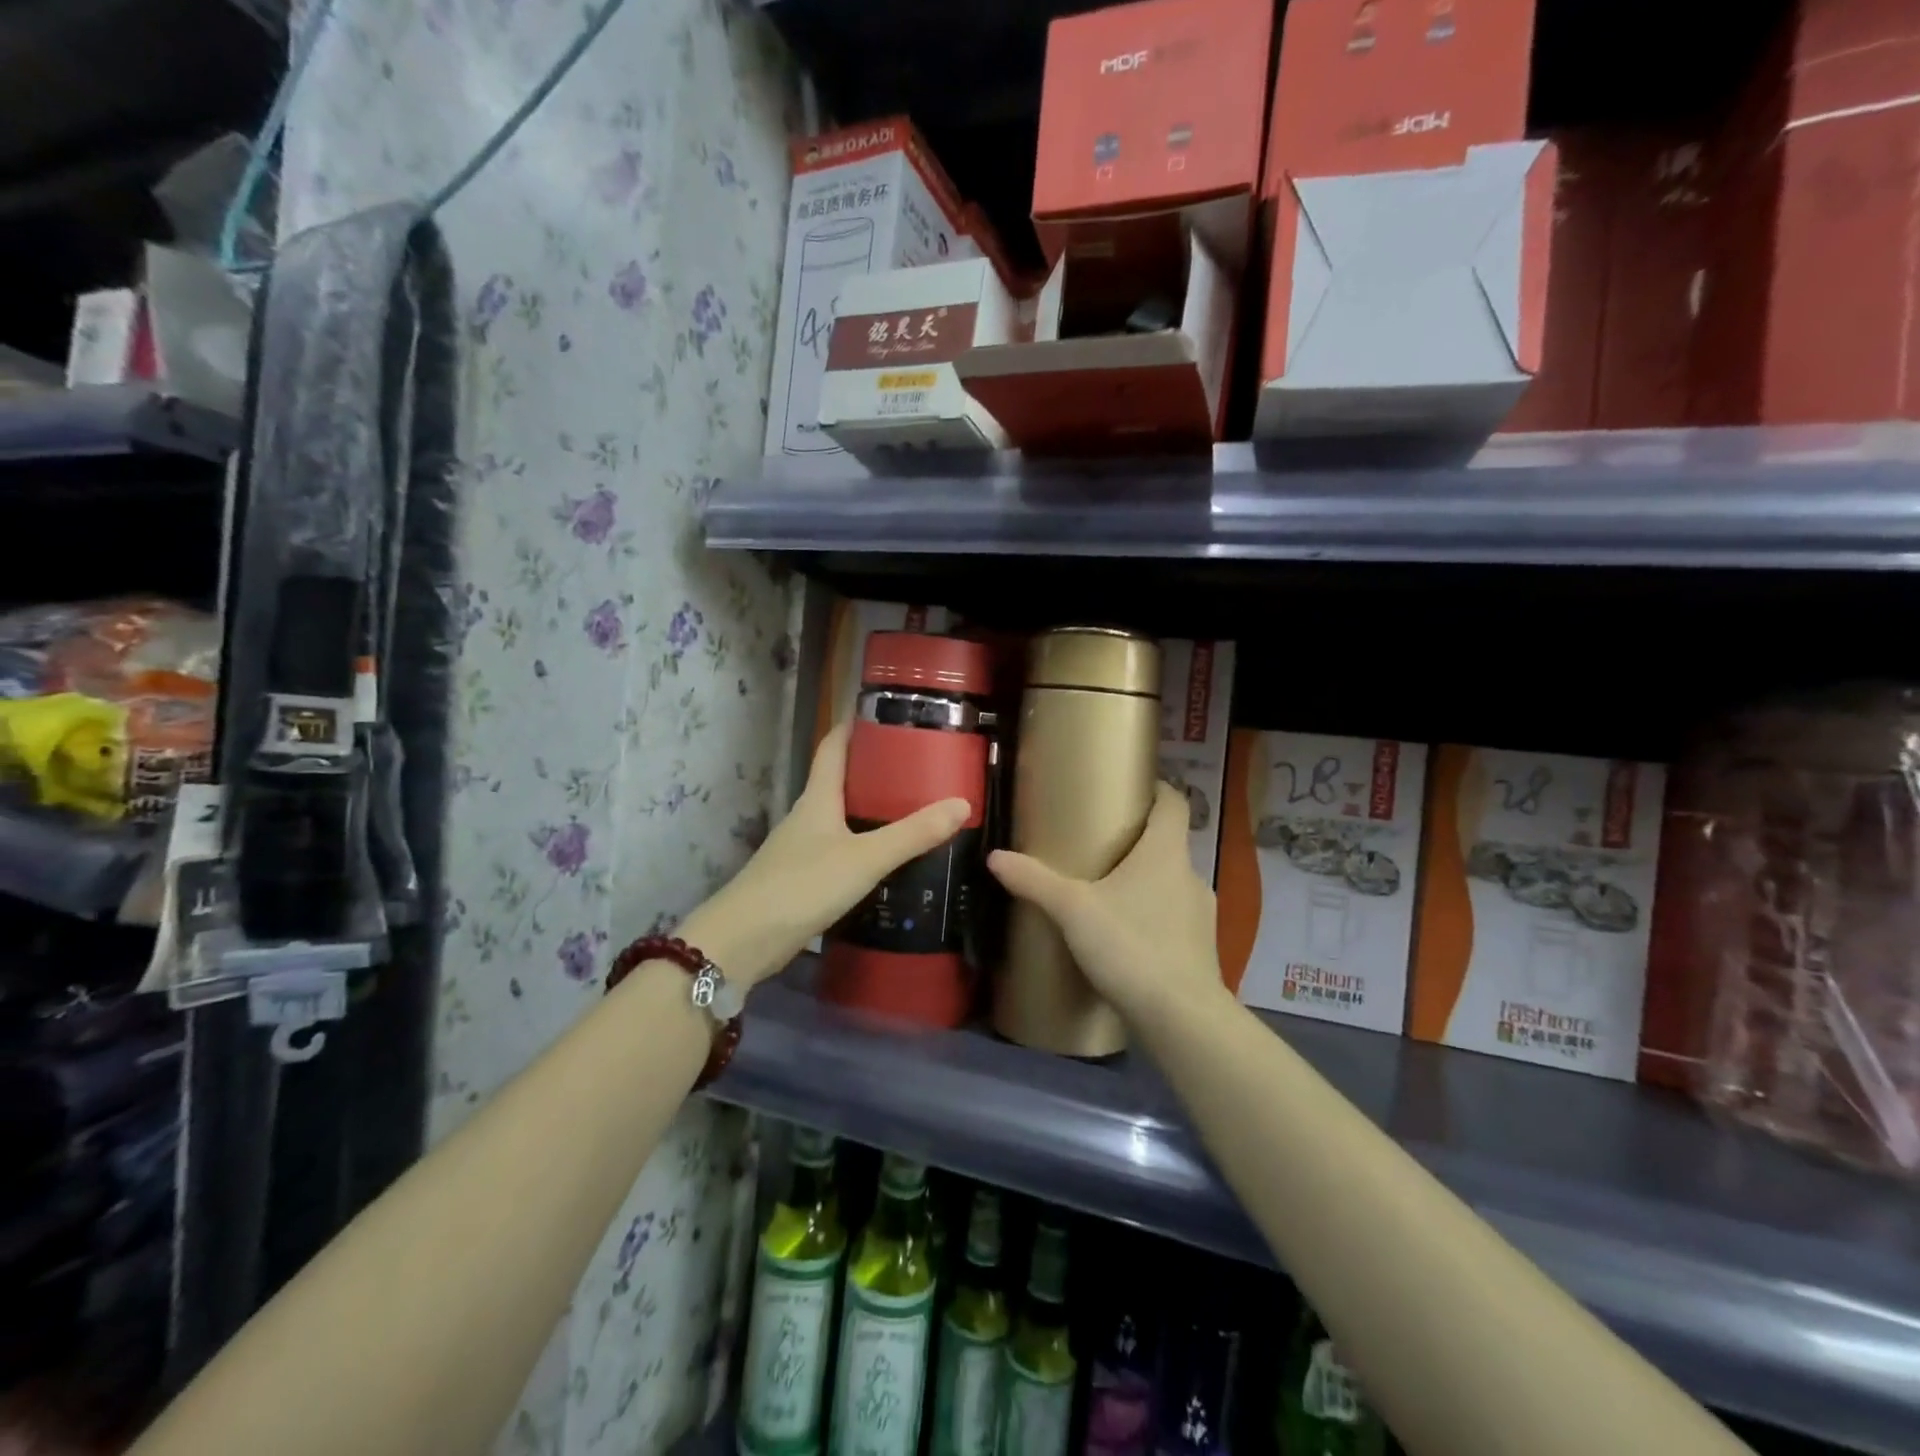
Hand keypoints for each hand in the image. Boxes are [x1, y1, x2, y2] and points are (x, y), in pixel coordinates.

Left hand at [681, 723, 968, 990]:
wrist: (743, 941)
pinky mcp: (803, 880)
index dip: (852, 726)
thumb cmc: (802, 886)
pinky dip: (863, 845)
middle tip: (916, 765)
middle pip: (839, 781)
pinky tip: (886, 858)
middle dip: (873, 769)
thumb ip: (912, 834)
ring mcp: (802, 850)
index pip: (832, 747)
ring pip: (840, 817)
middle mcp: (807, 817)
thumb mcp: (865, 858)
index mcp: (817, 799)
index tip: (882, 711)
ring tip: (911, 808)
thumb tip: (961, 804)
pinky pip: (839, 850)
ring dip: (870, 809)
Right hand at [988, 781, 1223, 1023]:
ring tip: (1108, 892)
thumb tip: (994, 856)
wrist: (1181, 1018)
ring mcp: (1201, 914)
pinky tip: (1126, 936)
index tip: (1132, 787)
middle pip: (1169, 844)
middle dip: (1138, 841)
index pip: (1174, 803)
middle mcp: (1190, 875)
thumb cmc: (1131, 945)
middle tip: (1100, 844)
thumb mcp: (1073, 910)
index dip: (1158, 789)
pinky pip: (1174, 918)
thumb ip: (1034, 881)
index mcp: (1166, 853)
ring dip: (1145, 882)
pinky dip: (1153, 916)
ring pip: (1171, 883)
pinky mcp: (1201, 949)